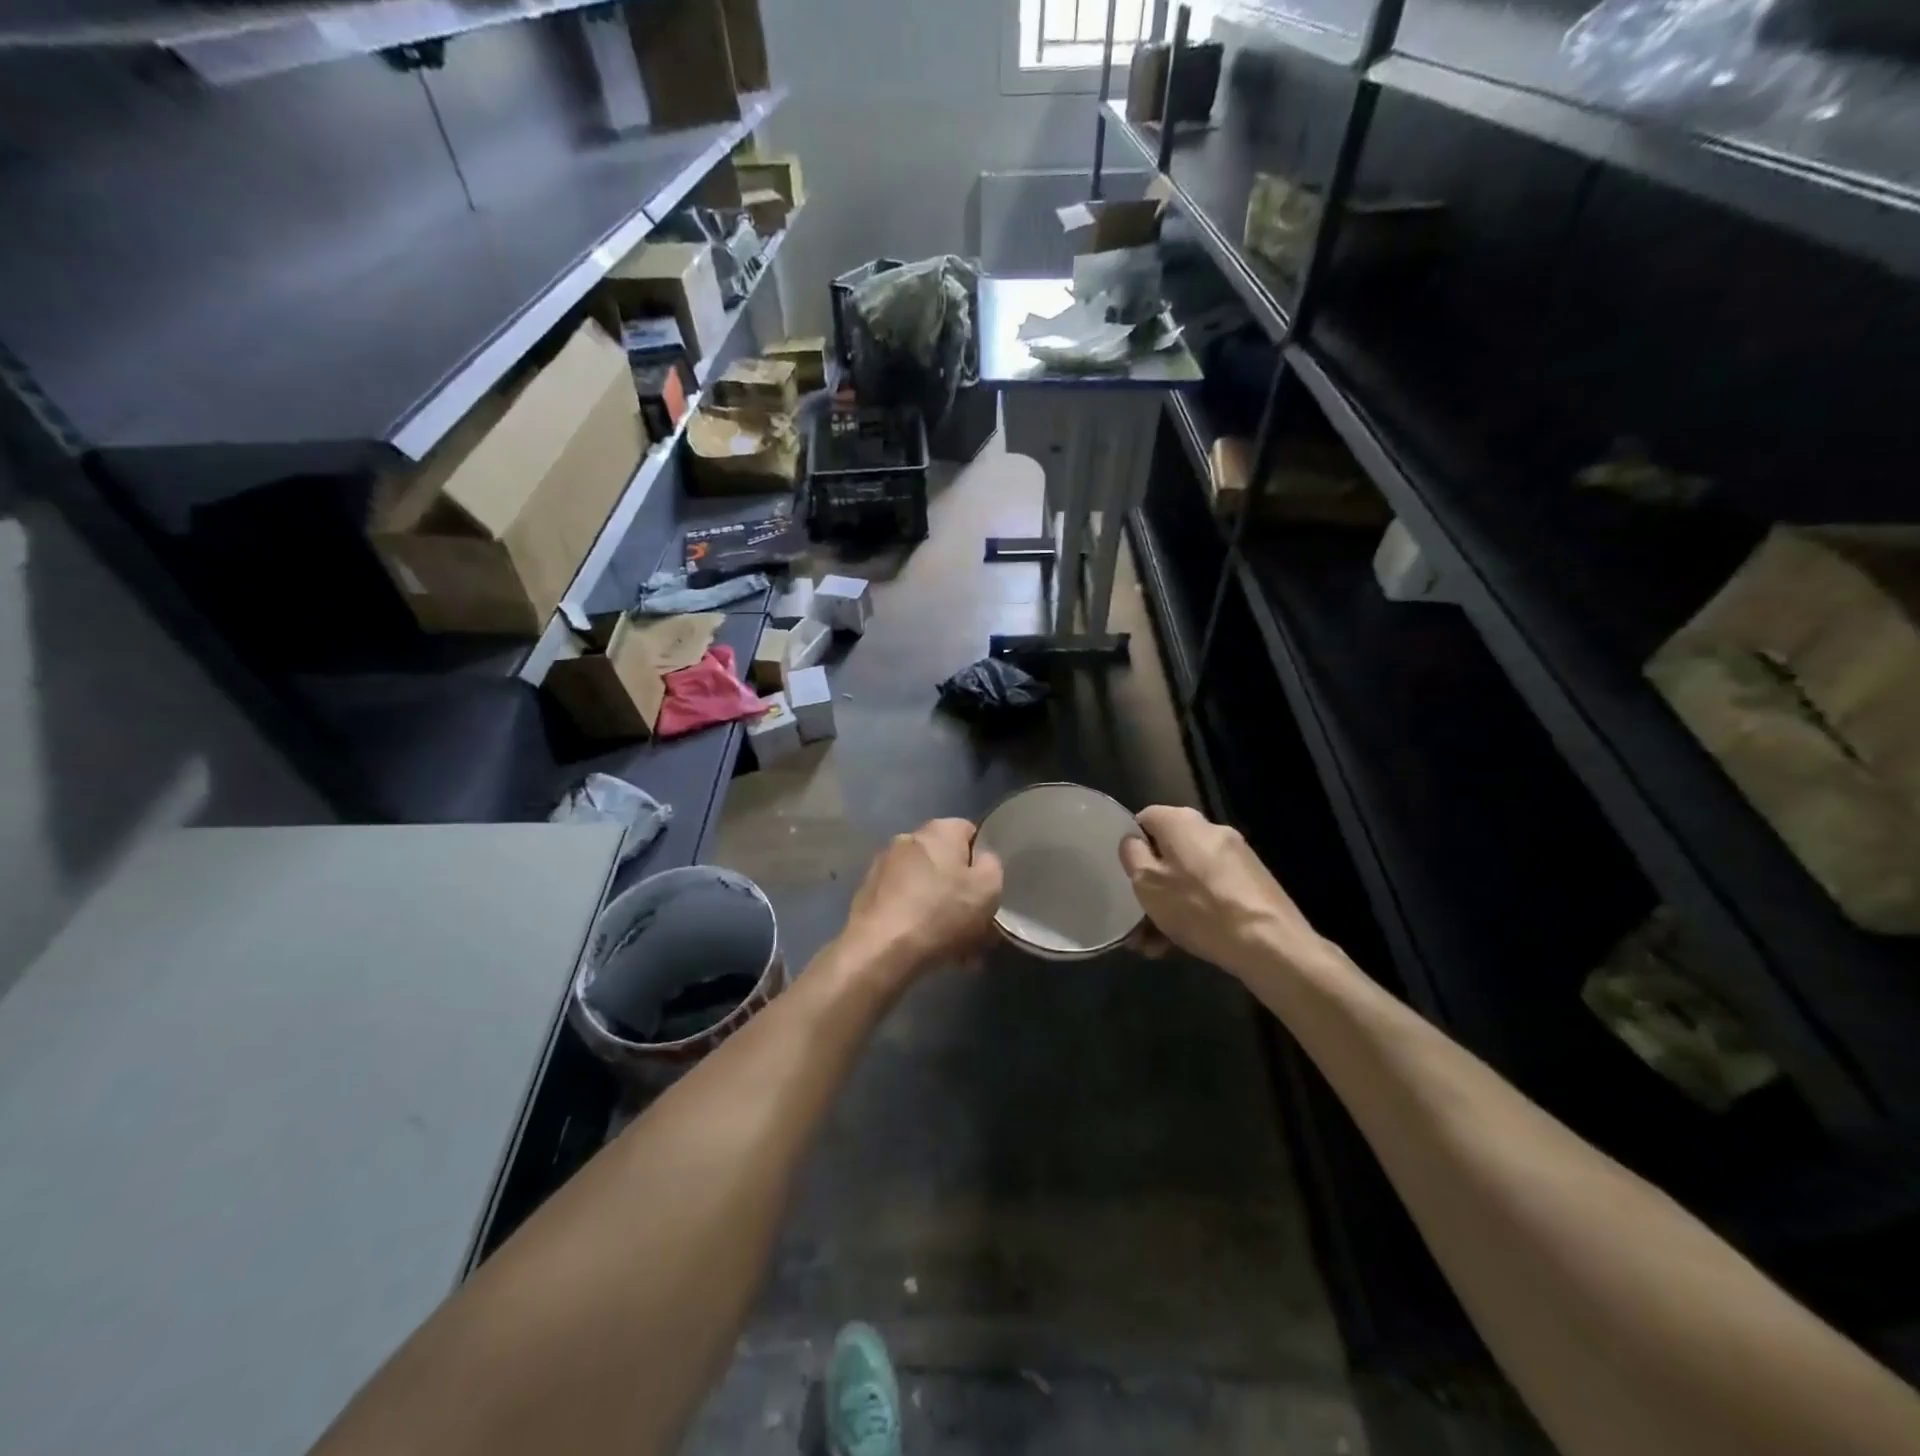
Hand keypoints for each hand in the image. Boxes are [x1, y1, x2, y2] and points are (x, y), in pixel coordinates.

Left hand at [841, 818, 1003, 976]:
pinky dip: (916, 919)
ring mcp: (883, 866)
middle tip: (974, 923)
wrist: (880, 950)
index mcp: (939, 830)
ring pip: (925, 885)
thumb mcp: (988, 888)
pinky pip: (904, 903)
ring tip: (953, 945)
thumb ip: (992, 864)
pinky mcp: (867, 894)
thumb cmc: (941, 913)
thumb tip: (981, 859)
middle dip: (960, 890)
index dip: (982, 860)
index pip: (970, 832)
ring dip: (939, 908)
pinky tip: (926, 946)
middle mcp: (908, 838)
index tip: (987, 890)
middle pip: (945, 861)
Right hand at [1119, 805, 1328, 977]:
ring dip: (1169, 905)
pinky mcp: (1252, 882)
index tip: (1124, 875)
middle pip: (1168, 852)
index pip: (1145, 819)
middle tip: (1137, 920)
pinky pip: (1211, 891)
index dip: (1130, 845)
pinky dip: (1195, 911)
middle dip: (1150, 886)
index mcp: (1182, 821)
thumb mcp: (1147, 882)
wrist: (1270, 943)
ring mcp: (1235, 856)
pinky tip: (1183, 944)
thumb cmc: (1198, 907)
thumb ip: (1132, 855)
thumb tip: (1133, 841)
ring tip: (1156, 945)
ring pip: (1188, 877)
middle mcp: (1210, 830)